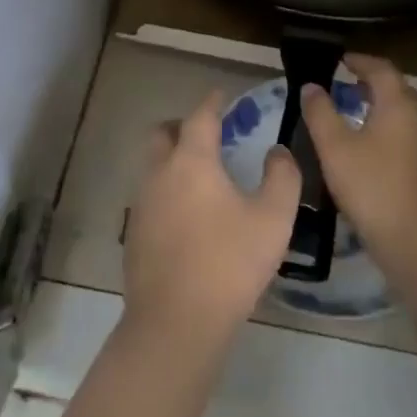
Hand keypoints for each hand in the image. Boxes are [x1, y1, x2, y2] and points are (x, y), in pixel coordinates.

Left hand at [124, 91, 301, 353]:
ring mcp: (141, 203)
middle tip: (206, 133)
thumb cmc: (229, 263)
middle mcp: (160, 173)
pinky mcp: (134, 232)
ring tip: (201, 176)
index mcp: (192, 161)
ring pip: (153, 165)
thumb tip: (277, 152)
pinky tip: (188, 216)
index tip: (223, 95)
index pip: (200, 116)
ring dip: (172, 159)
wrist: (176, 321)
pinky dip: (167, 191)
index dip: (213, 102)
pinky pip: (150, 196)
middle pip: (163, 134)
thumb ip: (282, 177)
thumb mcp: (273, 219)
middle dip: (181, 125)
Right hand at [297, 54, 416, 279]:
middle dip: (370, 83)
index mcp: (399, 105)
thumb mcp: (334, 148)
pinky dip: (387, 131)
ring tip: (351, 117)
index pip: (381, 69)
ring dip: (379, 108)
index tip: (339, 60)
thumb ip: (320, 112)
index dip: (360, 61)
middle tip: (343, 86)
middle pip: (396, 90)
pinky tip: (369, 151)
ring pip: (403, 115)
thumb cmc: (372, 187)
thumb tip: (311, 87)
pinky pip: (407, 137)